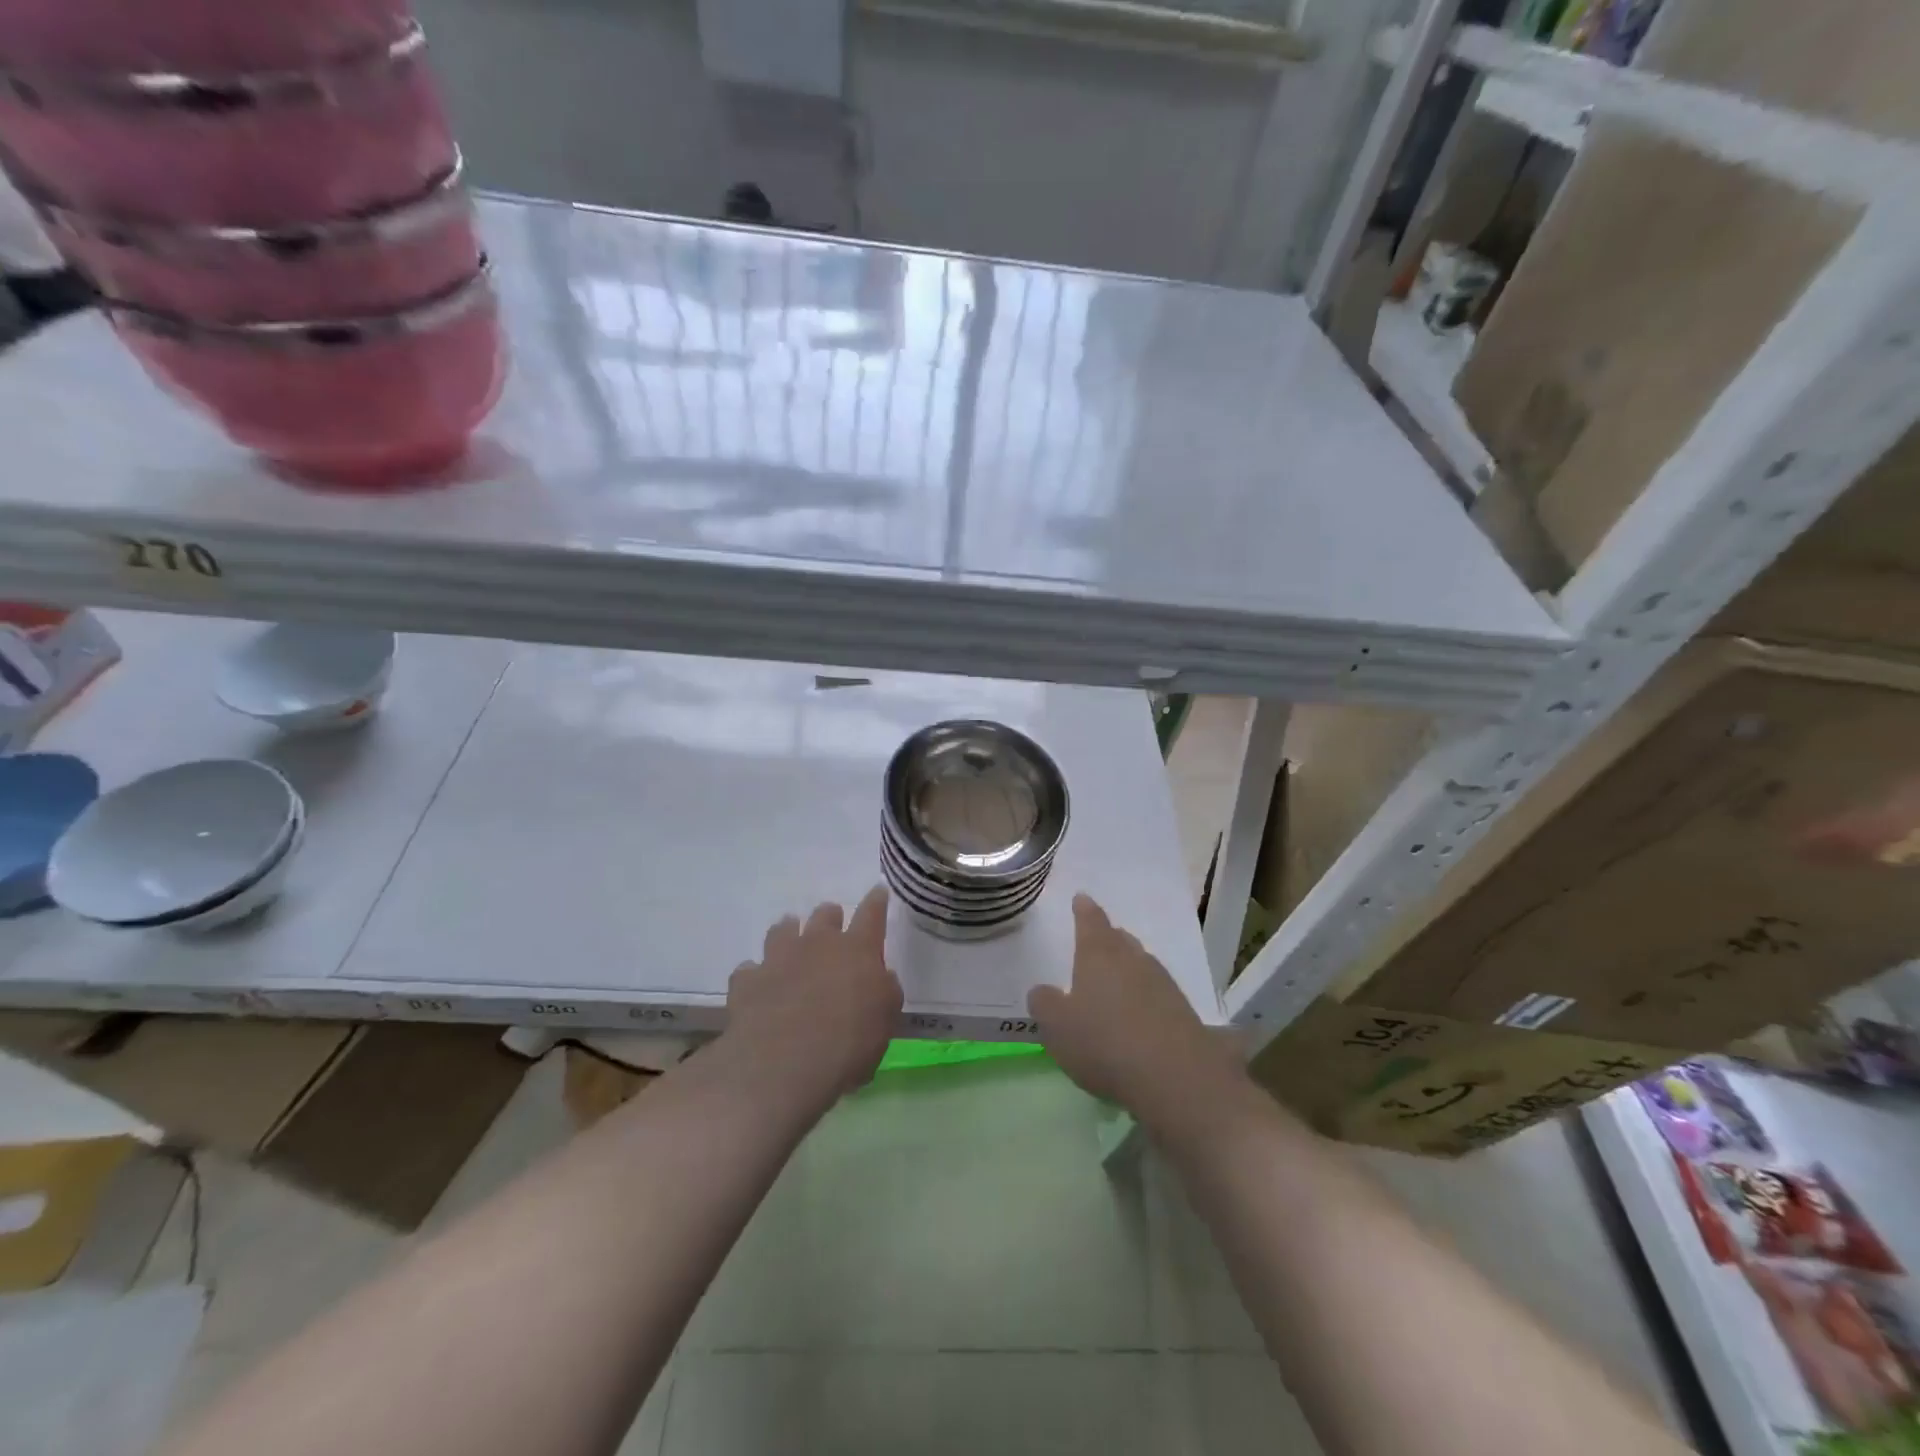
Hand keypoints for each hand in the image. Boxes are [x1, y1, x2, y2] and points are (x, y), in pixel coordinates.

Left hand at [724, 885, 902, 1111]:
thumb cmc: (849, 1043)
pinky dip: (756, 975)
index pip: (871, 914)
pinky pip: (750, 969)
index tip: (878, 891)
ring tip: (790, 943)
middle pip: (824, 915)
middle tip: (831, 928)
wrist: (785, 1065)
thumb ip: (884, 990)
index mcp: (857, 950)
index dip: (876, 901)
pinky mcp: (747, 980)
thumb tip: (879, 978)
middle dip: (829, 917)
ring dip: (789, 933)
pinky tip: (758, 986)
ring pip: (782, 929)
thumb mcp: (886, 1019)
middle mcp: (817, 943)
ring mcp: (778, 958)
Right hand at [1029, 894, 1242, 1122]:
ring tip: (1116, 980)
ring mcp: (1162, 983)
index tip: (1081, 898)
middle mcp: (1132, 959)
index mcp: (1098, 954)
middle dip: (1108, 938)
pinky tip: (1138, 1015)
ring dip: (1128, 968)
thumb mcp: (1056, 1026)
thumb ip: (1044, 1003)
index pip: (1090, 921)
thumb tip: (1043, 990)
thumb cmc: (1103, 1042)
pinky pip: (1157, 993)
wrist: (1173, 1076)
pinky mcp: (1182, 1011)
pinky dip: (1145, 996)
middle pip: (1120, 939)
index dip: (1084, 910)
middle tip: (1098, 940)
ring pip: (1141, 964)